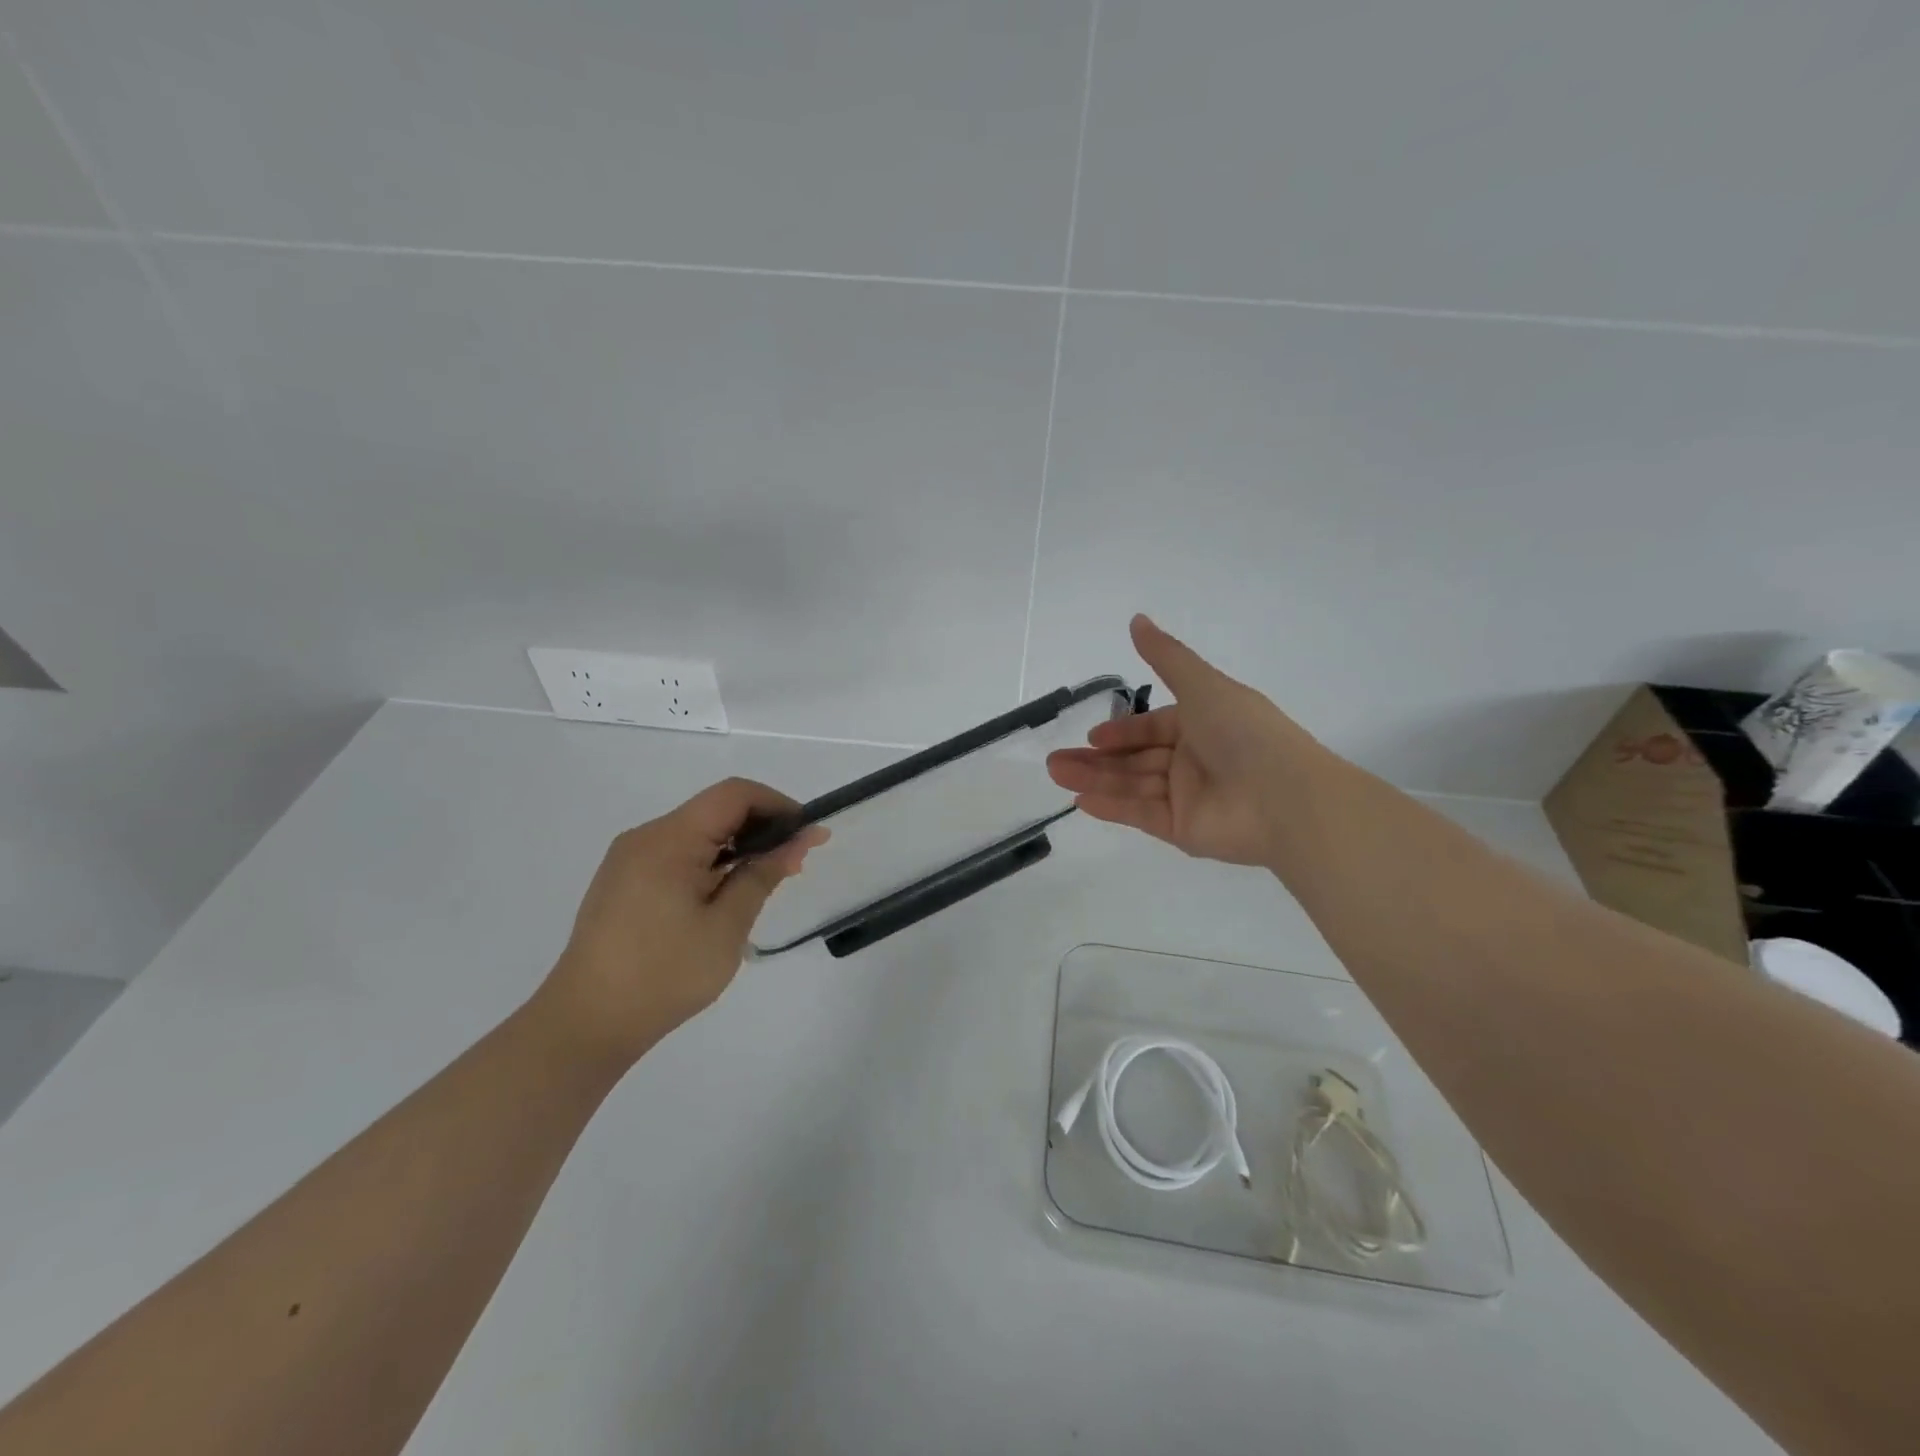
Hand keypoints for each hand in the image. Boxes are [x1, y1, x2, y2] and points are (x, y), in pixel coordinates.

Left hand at [537, 778, 826, 1062]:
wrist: (585, 1024)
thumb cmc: (663, 975)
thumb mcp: (726, 927)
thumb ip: (763, 876)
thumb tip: (798, 841)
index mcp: (668, 840)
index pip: (734, 795)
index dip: (777, 804)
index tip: (807, 834)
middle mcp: (646, 837)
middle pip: (715, 810)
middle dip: (761, 827)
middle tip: (795, 862)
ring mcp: (630, 859)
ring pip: (697, 833)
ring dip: (737, 847)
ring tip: (767, 881)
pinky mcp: (623, 881)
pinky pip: (677, 854)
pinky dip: (711, 862)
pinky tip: (726, 895)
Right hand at [1047, 615, 1321, 866]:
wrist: (1285, 798)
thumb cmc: (1244, 732)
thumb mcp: (1202, 685)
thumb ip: (1165, 657)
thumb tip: (1137, 619)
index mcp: (1203, 725)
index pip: (1153, 729)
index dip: (1122, 732)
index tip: (1092, 736)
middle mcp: (1194, 761)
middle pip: (1136, 759)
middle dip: (1096, 759)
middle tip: (1056, 761)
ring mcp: (1188, 798)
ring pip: (1132, 785)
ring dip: (1094, 780)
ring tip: (1056, 774)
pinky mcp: (1183, 830)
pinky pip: (1142, 814)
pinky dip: (1112, 807)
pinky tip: (1081, 802)